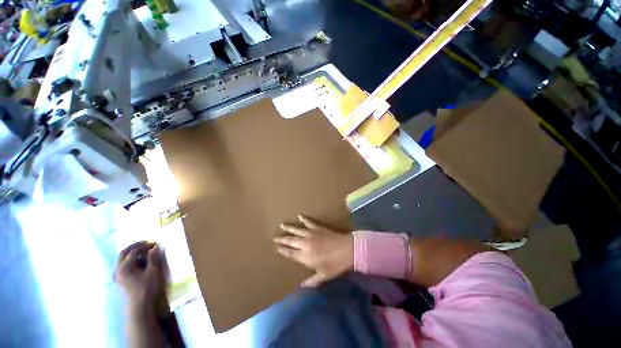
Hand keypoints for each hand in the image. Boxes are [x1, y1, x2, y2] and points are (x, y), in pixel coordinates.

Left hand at [114, 241, 163, 308]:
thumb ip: (153, 258)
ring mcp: (117, 275)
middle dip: (135, 246)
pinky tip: (138, 261)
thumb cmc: (146, 287)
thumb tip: (155, 246)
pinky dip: (130, 259)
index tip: (155, 243)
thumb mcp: (152, 272)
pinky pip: (123, 265)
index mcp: (125, 266)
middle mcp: (118, 269)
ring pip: (122, 259)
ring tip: (143, 251)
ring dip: (132, 253)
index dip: (144, 246)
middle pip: (124, 253)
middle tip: (146, 243)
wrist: (139, 306)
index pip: (134, 251)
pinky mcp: (120, 279)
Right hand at [275, 215, 352, 286]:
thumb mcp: (324, 275)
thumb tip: (302, 286)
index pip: (290, 253)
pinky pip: (308, 222)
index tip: (277, 248)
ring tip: (282, 225)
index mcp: (305, 256)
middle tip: (274, 237)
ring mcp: (311, 234)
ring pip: (296, 230)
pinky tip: (299, 215)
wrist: (347, 249)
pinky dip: (304, 218)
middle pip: (290, 241)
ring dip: (289, 228)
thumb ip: (312, 281)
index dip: (283, 250)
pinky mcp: (317, 227)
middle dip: (282, 239)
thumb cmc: (335, 264)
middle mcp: (305, 244)